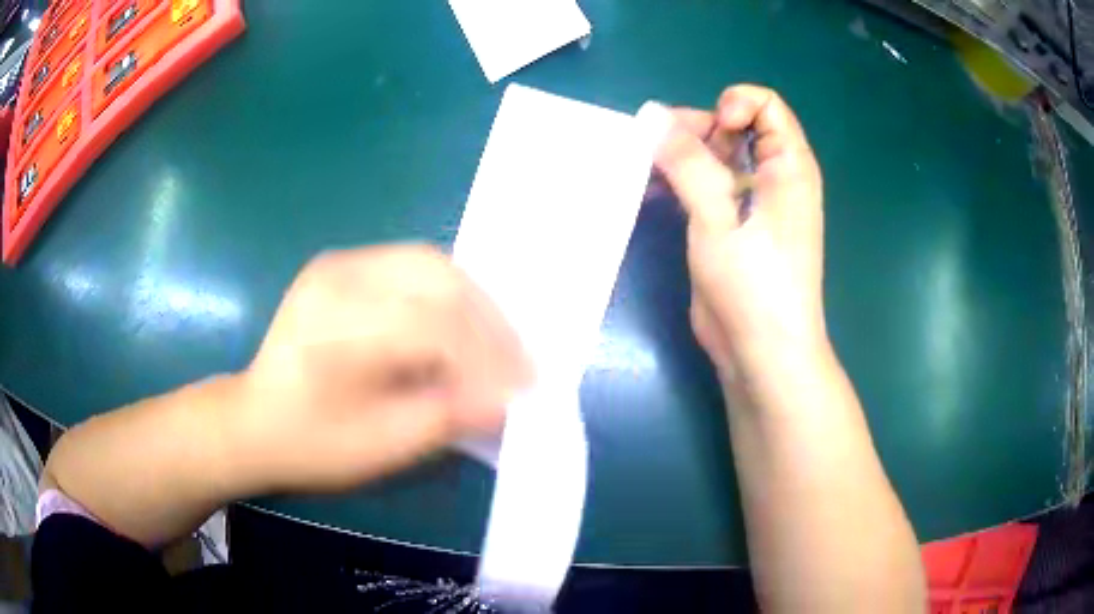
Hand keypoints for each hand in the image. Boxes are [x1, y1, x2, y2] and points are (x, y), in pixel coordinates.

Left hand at [229, 245, 530, 492]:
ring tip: (497, 343)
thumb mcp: (380, 447)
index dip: (487, 358)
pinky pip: (410, 266)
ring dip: (474, 301)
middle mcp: (338, 277)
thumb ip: (447, 417)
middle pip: (437, 277)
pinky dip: (447, 294)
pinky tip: (460, 326)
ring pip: (429, 263)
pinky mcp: (342, 266)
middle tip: (519, 361)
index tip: (524, 390)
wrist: (253, 421)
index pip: (434, 327)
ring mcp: (339, 264)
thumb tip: (507, 397)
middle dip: (489, 320)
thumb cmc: (311, 444)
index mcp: (338, 327)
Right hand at [652, 85, 826, 397]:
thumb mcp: (718, 217)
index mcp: (788, 166)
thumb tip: (651, 114)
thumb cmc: (754, 285)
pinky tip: (652, 192)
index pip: (765, 105)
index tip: (708, 131)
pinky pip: (705, 186)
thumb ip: (687, 161)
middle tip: (658, 149)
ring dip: (681, 157)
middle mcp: (774, 177)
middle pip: (735, 127)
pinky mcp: (731, 226)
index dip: (733, 105)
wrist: (762, 354)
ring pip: (715, 157)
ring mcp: (751, 202)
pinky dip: (680, 182)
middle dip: (696, 130)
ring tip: (647, 170)